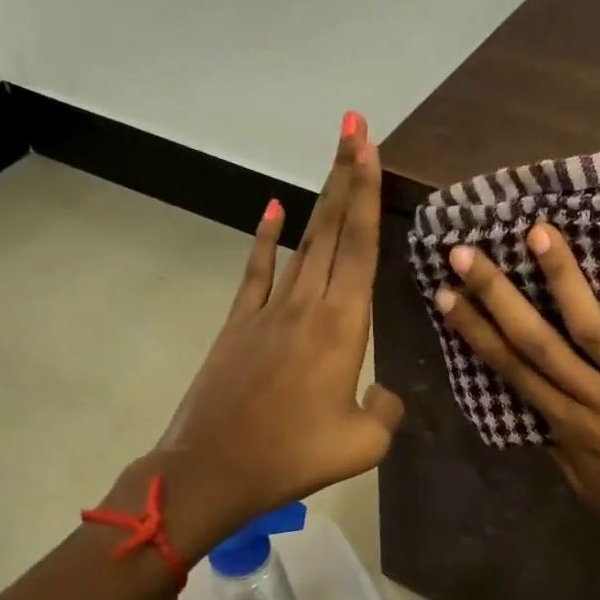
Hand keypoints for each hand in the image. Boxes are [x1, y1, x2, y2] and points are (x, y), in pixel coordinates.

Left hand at [120, 114, 403, 563]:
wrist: (213, 471)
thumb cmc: (293, 457)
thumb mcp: (363, 444)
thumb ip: (386, 409)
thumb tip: (383, 391)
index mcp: (342, 328)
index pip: (360, 248)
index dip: (367, 196)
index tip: (369, 149)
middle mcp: (307, 305)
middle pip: (332, 230)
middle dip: (346, 177)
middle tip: (355, 128)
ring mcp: (269, 311)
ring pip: (302, 243)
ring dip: (319, 199)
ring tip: (334, 159)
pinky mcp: (240, 324)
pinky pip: (258, 271)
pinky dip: (266, 237)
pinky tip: (274, 207)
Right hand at [434, 225, 599, 599]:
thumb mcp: (593, 491)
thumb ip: (563, 450)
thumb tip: (538, 415)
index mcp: (573, 428)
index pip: (514, 371)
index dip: (477, 332)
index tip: (447, 295)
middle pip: (540, 342)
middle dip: (498, 296)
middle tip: (465, 253)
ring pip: (596, 328)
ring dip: (565, 279)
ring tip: (539, 233)